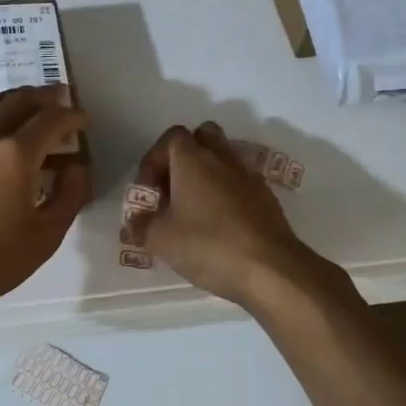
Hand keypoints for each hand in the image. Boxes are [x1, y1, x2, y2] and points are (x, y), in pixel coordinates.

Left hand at [0, 85, 89, 331]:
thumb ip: (68, 198)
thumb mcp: (43, 238)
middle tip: (60, 99)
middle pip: (19, 100)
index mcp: (15, 155)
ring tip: (26, 105)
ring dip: (13, 99)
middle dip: (45, 97)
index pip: (52, 119)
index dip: (72, 115)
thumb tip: (76, 168)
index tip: (83, 121)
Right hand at [123, 121, 328, 311]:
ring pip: (224, 159)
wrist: (271, 269)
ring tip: (193, 210)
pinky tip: (219, 226)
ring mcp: (249, 177)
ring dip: (207, 176)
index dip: (154, 160)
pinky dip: (227, 194)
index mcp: (194, 160)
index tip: (149, 192)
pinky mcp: (267, 198)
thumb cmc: (209, 246)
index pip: (171, 137)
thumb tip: (134, 222)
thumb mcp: (162, 240)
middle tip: (172, 190)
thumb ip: (142, 226)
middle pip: (203, 137)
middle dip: (184, 158)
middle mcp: (223, 159)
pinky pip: (240, 183)